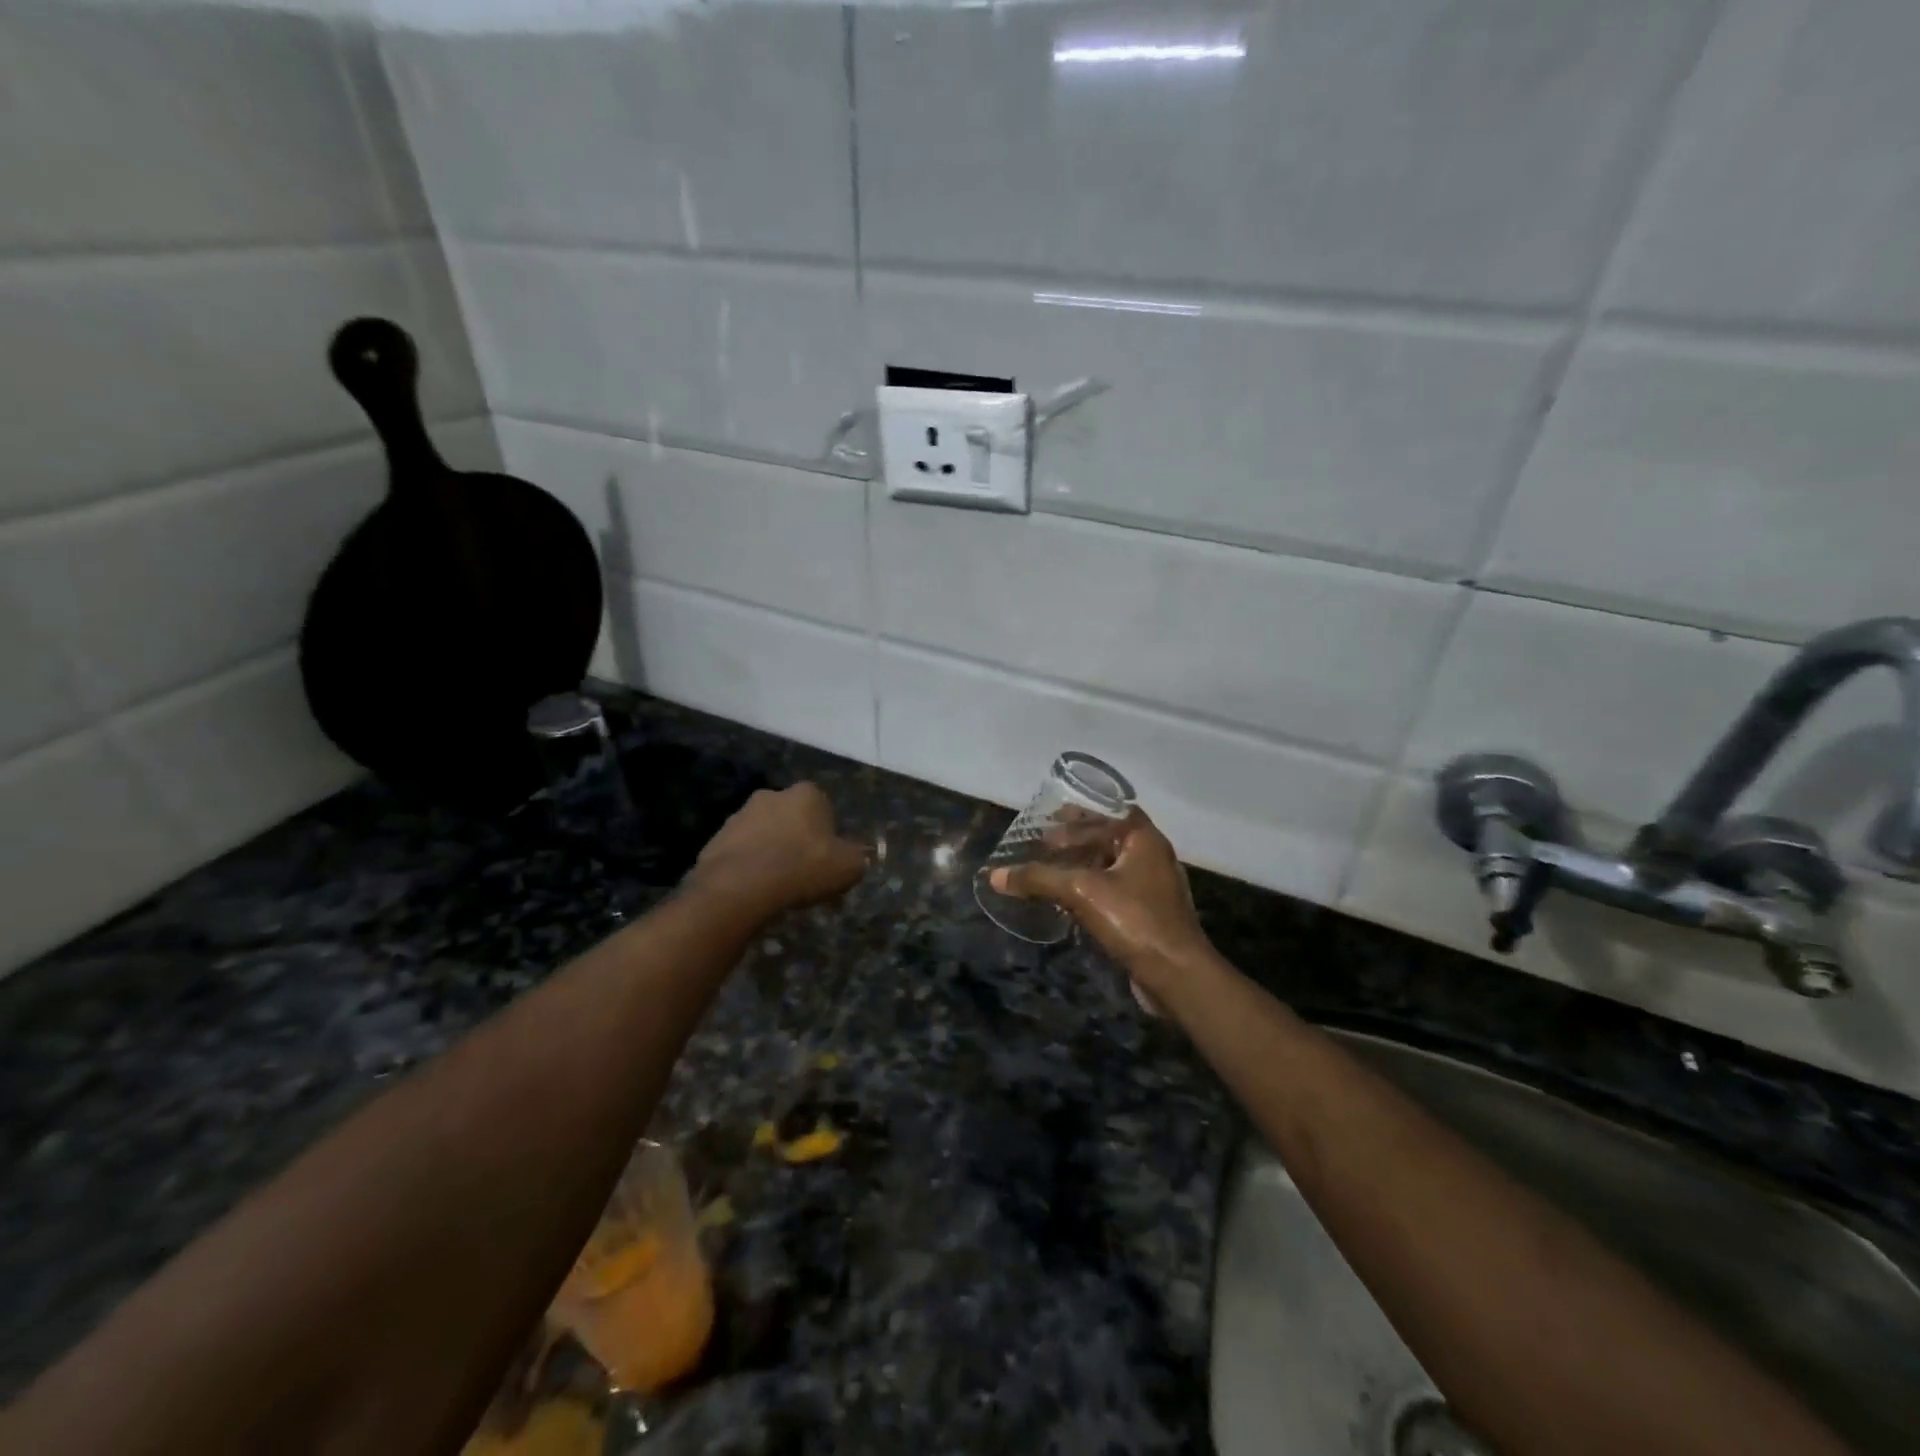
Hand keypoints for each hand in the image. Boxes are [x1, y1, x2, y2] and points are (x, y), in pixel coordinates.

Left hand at [684, 783, 867, 918]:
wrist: (739, 887)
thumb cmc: (802, 868)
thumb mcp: (848, 866)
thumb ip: (859, 857)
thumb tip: (859, 856)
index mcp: (806, 794)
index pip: (825, 808)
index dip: (829, 835)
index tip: (829, 860)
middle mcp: (772, 795)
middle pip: (792, 818)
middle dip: (798, 840)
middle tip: (805, 874)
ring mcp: (740, 815)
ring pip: (765, 834)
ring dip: (772, 852)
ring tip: (778, 887)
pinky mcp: (716, 839)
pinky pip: (742, 852)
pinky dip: (749, 866)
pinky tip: (755, 890)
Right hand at [988, 809, 1217, 997]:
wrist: (1177, 975)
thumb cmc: (1134, 920)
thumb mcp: (1080, 892)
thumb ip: (1038, 879)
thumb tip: (995, 875)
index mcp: (1144, 839)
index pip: (1110, 809)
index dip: (1080, 810)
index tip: (1050, 816)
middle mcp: (1152, 856)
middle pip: (1109, 837)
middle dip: (1075, 839)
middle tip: (1042, 844)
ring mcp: (1153, 887)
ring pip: (1111, 865)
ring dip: (1081, 865)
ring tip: (1050, 870)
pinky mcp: (1149, 914)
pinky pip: (1114, 890)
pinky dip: (1091, 889)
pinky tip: (1068, 901)